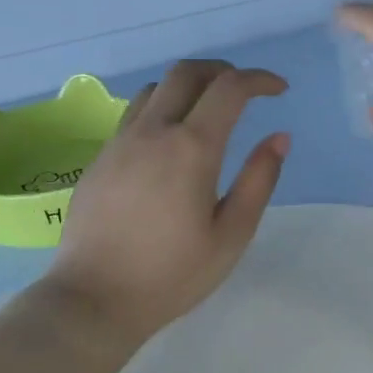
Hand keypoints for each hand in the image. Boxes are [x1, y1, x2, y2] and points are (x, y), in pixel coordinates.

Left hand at [41, 60, 290, 345]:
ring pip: (156, 88)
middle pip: (187, 72)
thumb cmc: (172, 275)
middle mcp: (153, 132)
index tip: (279, 90)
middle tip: (244, 91)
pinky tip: (169, 143)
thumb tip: (279, 137)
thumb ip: (259, 180)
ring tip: (207, 112)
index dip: (259, 79)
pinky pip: (134, 114)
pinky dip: (162, 109)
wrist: (92, 301)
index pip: (230, 88)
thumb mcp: (231, 235)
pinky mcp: (100, 158)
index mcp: (192, 148)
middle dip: (223, 71)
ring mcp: (120, 142)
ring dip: (188, 87)